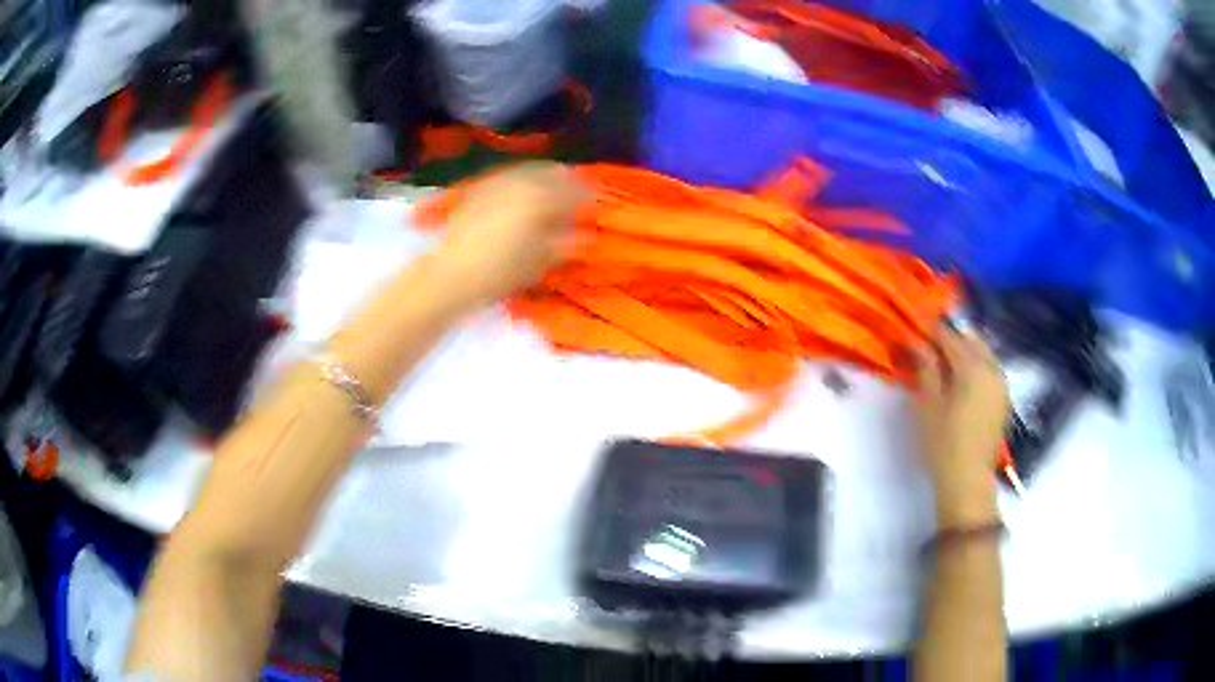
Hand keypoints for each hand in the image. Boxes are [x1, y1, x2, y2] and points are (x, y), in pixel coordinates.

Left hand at [433, 162, 588, 308]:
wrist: (451, 275)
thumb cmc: (501, 272)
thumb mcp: (540, 261)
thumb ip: (566, 243)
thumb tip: (585, 234)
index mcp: (542, 197)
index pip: (577, 189)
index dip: (589, 199)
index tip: (594, 211)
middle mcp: (521, 181)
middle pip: (554, 172)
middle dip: (567, 184)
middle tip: (574, 201)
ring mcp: (497, 181)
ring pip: (530, 171)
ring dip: (544, 181)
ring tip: (548, 200)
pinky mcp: (479, 188)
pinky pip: (508, 178)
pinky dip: (521, 185)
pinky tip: (519, 200)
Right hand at [914, 325, 1010, 527]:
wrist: (969, 480)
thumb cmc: (943, 444)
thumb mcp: (928, 405)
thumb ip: (925, 369)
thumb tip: (918, 342)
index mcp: (972, 367)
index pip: (950, 336)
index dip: (931, 331)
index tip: (915, 329)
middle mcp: (991, 368)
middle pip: (971, 340)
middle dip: (951, 338)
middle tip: (930, 346)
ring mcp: (1001, 383)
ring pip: (983, 353)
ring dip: (965, 351)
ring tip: (945, 362)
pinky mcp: (1004, 399)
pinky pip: (990, 369)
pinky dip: (977, 366)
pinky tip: (963, 380)